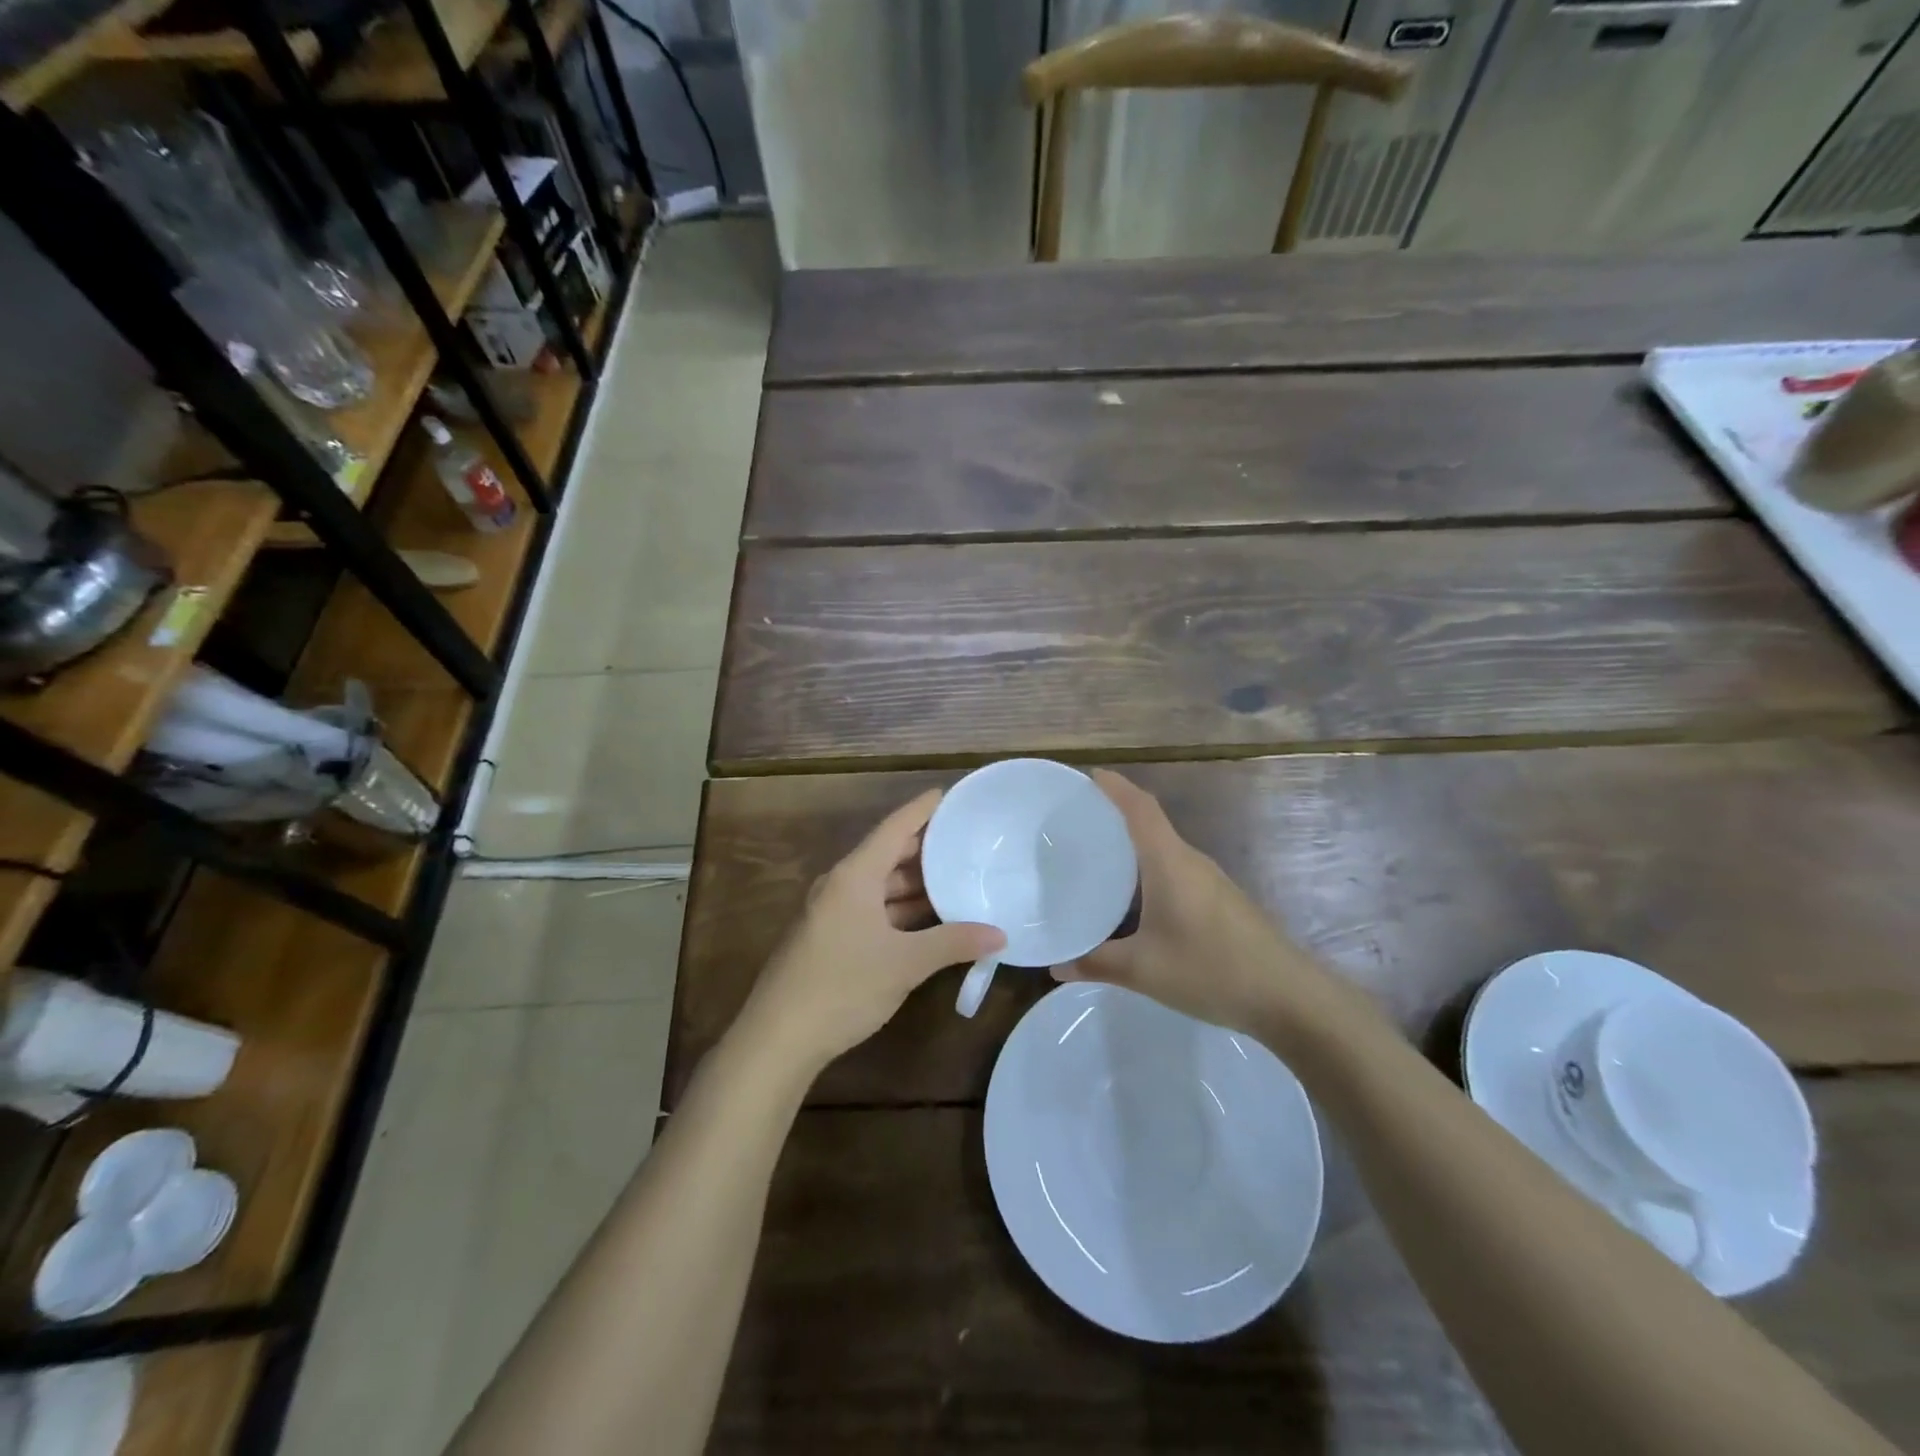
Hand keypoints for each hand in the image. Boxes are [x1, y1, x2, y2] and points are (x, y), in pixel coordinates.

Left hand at [740, 788, 1004, 1077]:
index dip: (923, 809)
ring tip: (957, 878)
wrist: (778, 1038)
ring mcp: (832, 912)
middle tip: (966, 841)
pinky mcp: (830, 938)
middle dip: (926, 849)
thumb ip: (953, 943)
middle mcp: (841, 885)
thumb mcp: (905, 963)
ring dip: (914, 884)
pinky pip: (873, 909)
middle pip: (888, 854)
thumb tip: (999, 935)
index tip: (950, 793)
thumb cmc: (843, 986)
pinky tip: (928, 919)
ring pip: (880, 885)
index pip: (895, 827)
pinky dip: (900, 909)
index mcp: (854, 875)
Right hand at [1055, 771, 1329, 1038]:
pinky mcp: (1220, 902)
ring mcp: (1210, 881)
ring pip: (1163, 851)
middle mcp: (1190, 861)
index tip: (1086, 776)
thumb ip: (1095, 963)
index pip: (1140, 807)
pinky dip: (1148, 873)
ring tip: (1096, 859)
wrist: (1290, 998)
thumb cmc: (1212, 970)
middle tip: (1076, 824)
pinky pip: (1175, 872)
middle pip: (1150, 823)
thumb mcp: (1143, 970)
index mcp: (1169, 862)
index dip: (1114, 787)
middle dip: (1114, 816)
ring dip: (1132, 847)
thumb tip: (1054, 965)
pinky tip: (1133, 902)